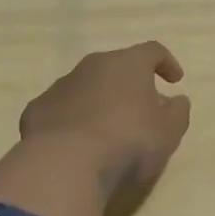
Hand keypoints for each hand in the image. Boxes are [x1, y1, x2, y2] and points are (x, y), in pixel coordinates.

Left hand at [19, 41, 191, 196]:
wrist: (65, 164)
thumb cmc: (128, 142)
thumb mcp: (168, 132)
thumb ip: (178, 112)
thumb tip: (177, 100)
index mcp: (128, 63)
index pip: (152, 51)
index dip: (166, 63)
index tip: (175, 81)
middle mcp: (93, 66)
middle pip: (117, 67)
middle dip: (131, 85)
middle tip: (142, 110)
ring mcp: (61, 86)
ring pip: (86, 87)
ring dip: (99, 101)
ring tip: (108, 131)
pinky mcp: (37, 110)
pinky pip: (61, 109)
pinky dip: (72, 120)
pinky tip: (76, 144)